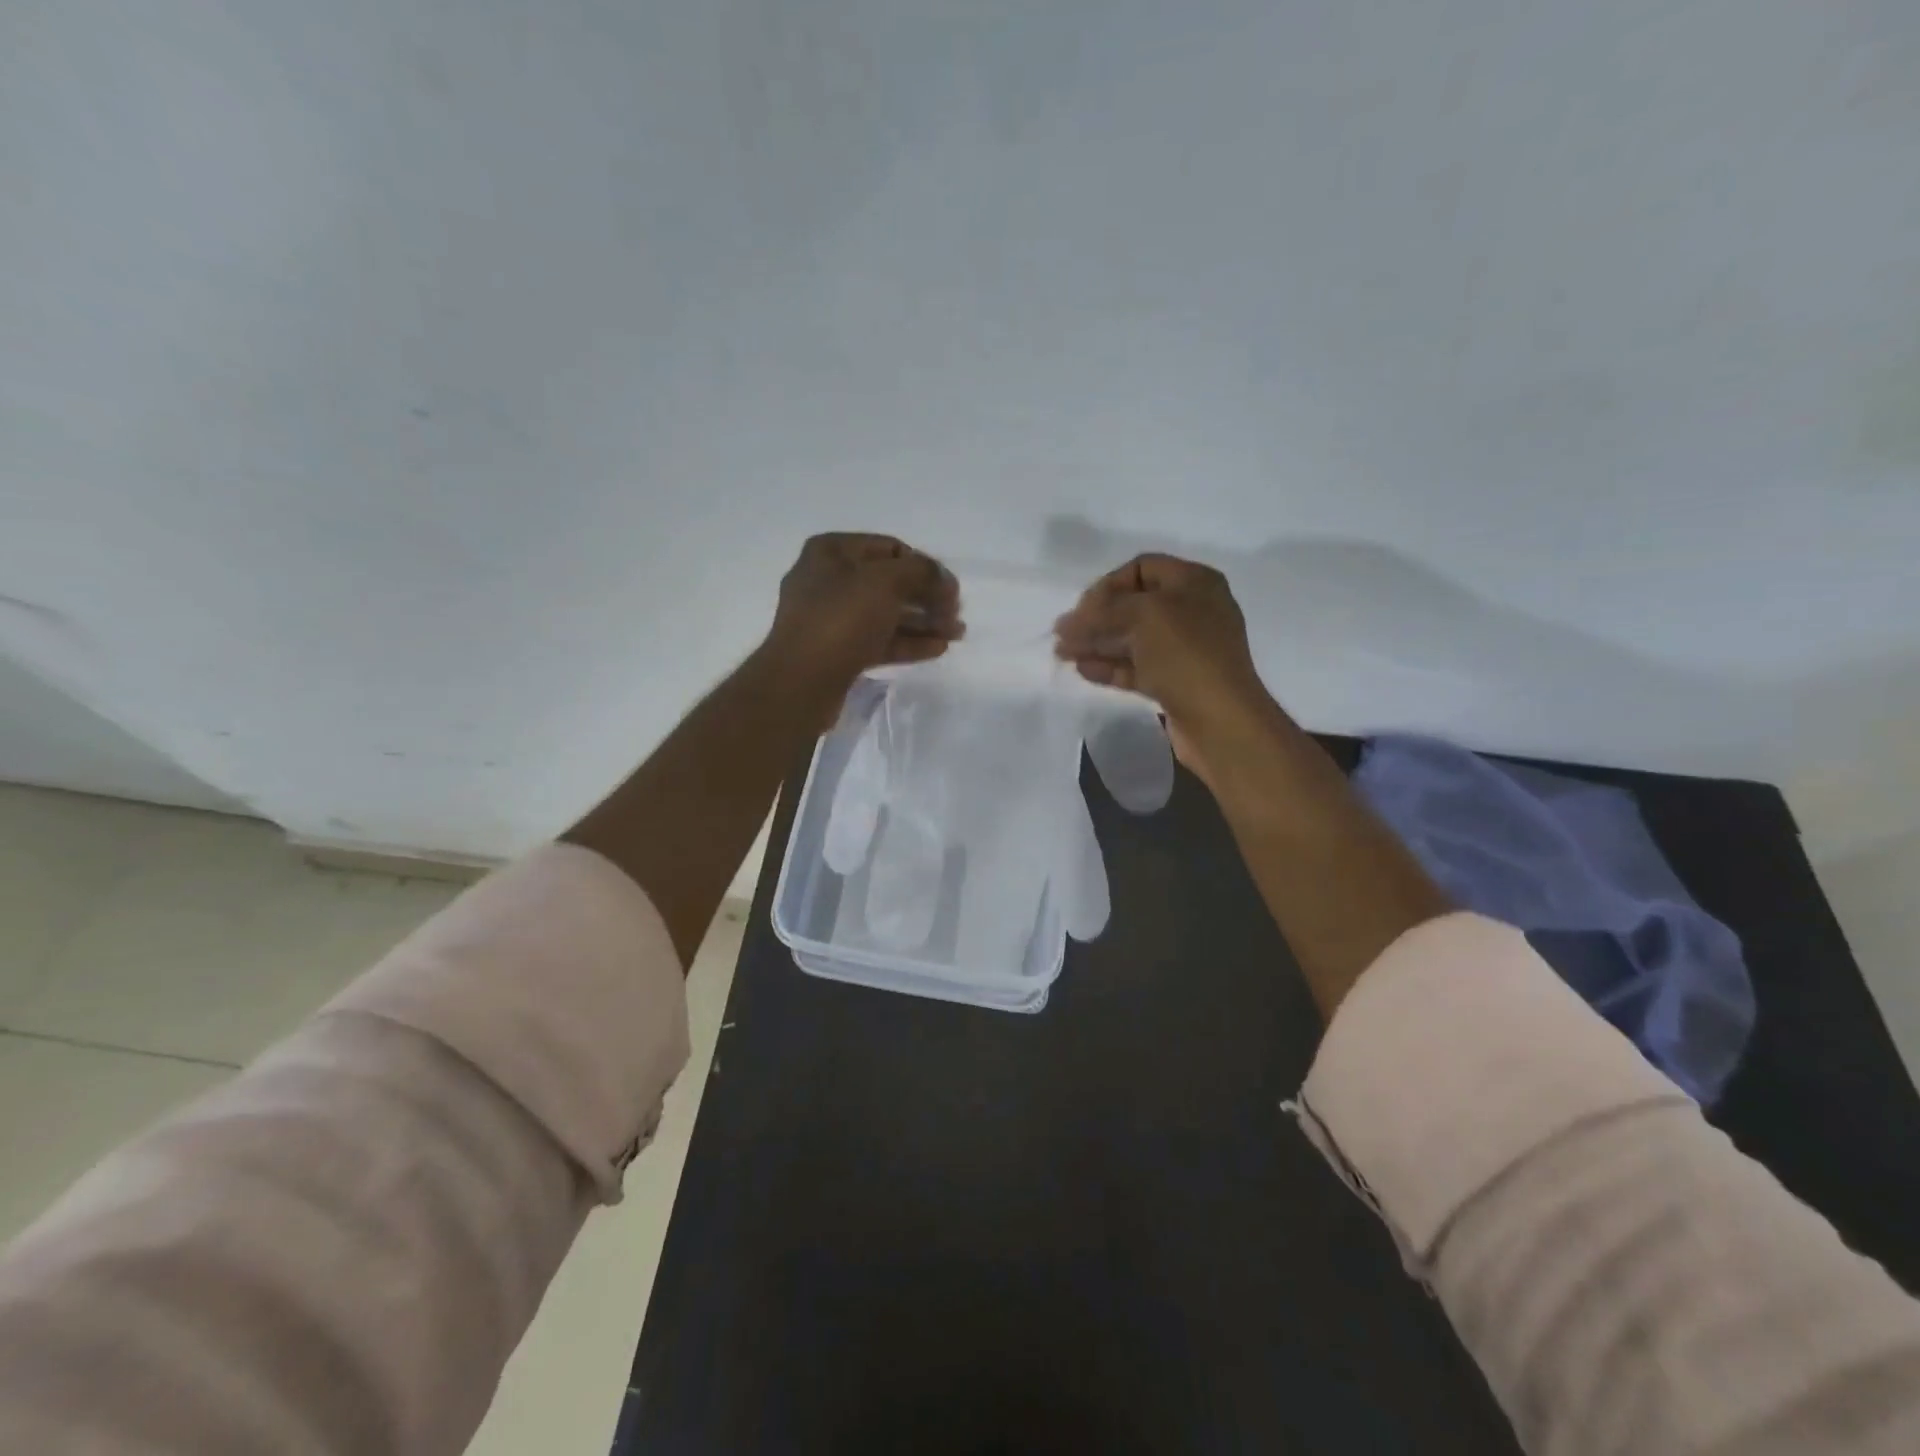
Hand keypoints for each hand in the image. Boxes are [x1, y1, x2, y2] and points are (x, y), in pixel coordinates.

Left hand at [762, 533, 962, 699]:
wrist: (801, 681)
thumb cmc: (841, 619)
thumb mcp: (886, 582)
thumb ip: (921, 572)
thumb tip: (942, 578)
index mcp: (832, 552)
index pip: (890, 548)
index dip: (925, 566)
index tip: (951, 588)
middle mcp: (829, 580)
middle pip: (890, 583)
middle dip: (927, 597)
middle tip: (957, 614)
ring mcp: (832, 618)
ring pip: (887, 614)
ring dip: (923, 622)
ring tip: (956, 634)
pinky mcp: (838, 651)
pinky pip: (879, 640)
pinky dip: (908, 642)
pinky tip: (937, 649)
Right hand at [1054, 554, 1275, 783]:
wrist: (1220, 720)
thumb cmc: (1185, 655)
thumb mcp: (1143, 616)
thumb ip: (1101, 612)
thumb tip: (1067, 623)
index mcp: (1194, 583)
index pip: (1142, 568)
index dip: (1108, 584)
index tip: (1082, 608)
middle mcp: (1192, 611)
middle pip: (1134, 605)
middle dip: (1096, 618)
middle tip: (1063, 633)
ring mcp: (1184, 649)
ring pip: (1132, 639)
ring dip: (1097, 643)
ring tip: (1063, 653)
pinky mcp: (1175, 682)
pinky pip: (1136, 667)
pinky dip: (1109, 667)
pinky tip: (1083, 670)